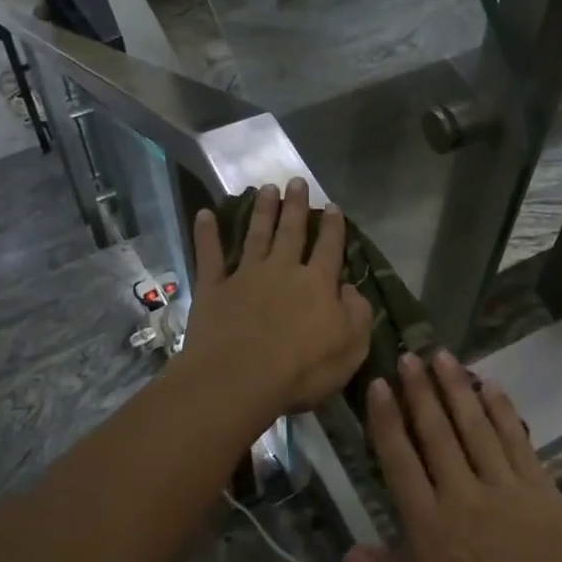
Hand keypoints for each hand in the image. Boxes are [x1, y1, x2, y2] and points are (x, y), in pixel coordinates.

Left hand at [180, 180, 372, 417]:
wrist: (240, 380)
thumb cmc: (302, 370)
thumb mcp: (351, 348)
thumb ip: (357, 314)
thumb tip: (350, 289)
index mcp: (317, 284)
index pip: (329, 248)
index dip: (333, 227)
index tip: (332, 206)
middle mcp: (283, 270)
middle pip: (291, 232)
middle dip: (295, 206)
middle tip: (296, 181)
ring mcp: (245, 277)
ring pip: (256, 235)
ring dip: (262, 211)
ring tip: (266, 189)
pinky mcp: (213, 289)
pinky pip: (210, 256)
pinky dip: (206, 234)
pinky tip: (204, 214)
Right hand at [346, 352, 561, 561]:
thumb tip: (351, 552)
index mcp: (433, 534)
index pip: (401, 464)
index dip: (387, 422)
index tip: (379, 386)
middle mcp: (465, 498)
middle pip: (436, 433)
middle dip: (420, 391)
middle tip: (408, 355)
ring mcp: (507, 488)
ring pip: (475, 426)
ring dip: (457, 388)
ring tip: (442, 356)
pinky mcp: (541, 489)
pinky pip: (516, 438)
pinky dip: (502, 409)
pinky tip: (491, 386)